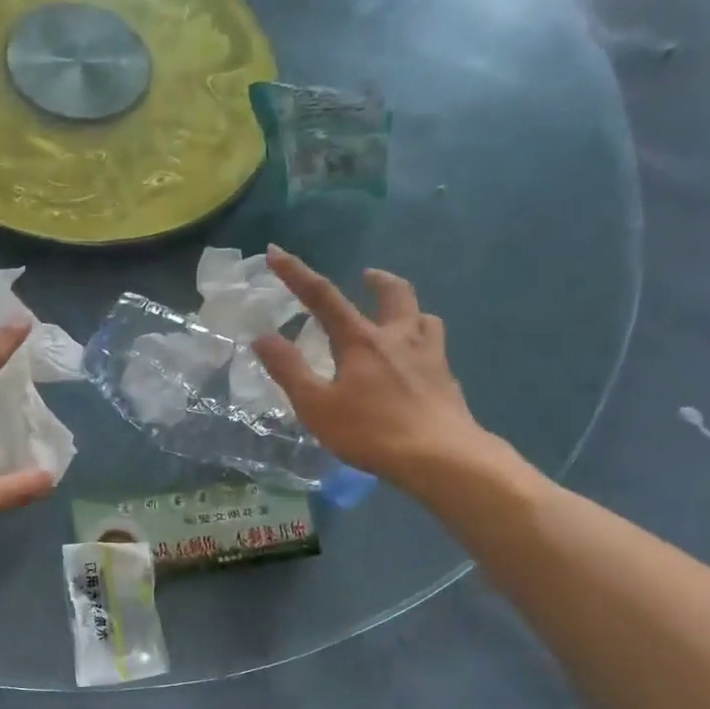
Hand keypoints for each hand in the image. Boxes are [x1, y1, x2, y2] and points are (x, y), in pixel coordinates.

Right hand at [253, 246, 497, 488]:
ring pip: (424, 317)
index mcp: (361, 340)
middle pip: (394, 294)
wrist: (441, 457)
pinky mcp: (447, 379)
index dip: (296, 273)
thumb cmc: (371, 431)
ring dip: (408, 309)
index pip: (323, 297)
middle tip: (367, 276)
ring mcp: (430, 356)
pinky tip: (417, 363)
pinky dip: (423, 344)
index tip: (275, 252)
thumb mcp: (317, 406)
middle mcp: (398, 337)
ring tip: (398, 318)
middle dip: (377, 280)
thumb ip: (289, 370)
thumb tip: (262, 336)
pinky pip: (436, 348)